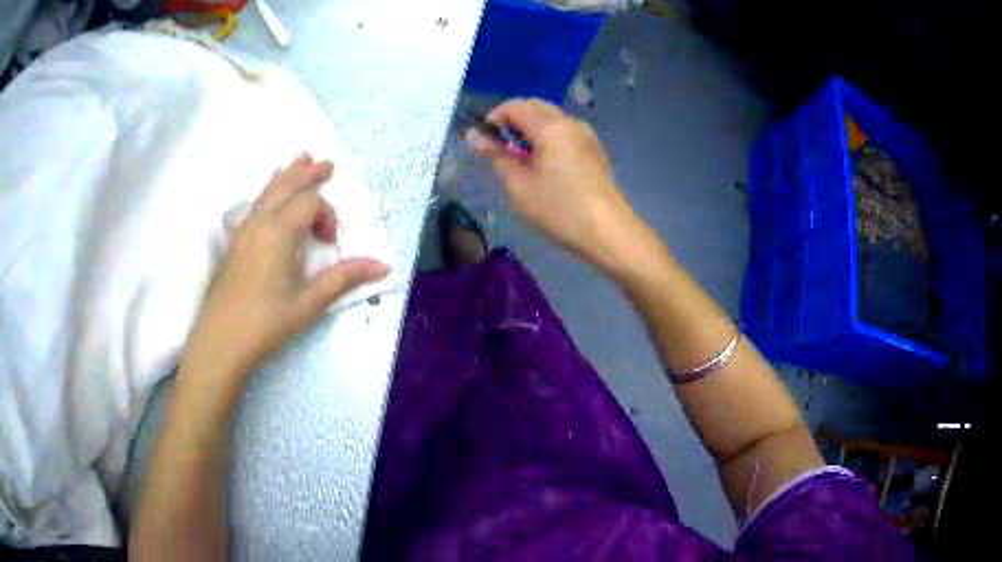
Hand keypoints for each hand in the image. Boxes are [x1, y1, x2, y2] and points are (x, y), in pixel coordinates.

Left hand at [181, 152, 389, 383]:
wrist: (218, 344)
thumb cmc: (264, 325)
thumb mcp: (307, 305)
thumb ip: (342, 279)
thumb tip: (382, 265)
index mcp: (277, 233)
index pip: (309, 203)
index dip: (327, 215)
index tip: (330, 243)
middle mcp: (258, 223)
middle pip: (286, 185)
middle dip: (309, 173)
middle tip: (328, 164)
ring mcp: (241, 231)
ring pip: (267, 192)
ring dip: (287, 175)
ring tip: (300, 159)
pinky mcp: (232, 244)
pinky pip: (254, 205)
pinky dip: (268, 192)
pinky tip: (269, 198)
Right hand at [466, 98, 648, 274]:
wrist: (609, 232)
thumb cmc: (560, 210)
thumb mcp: (519, 186)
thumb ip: (497, 156)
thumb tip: (477, 137)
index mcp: (551, 127)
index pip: (515, 106)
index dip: (493, 118)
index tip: (482, 141)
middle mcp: (571, 123)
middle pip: (535, 107)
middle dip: (512, 121)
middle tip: (499, 149)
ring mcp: (587, 136)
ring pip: (552, 119)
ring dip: (530, 129)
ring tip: (521, 160)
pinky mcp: (595, 150)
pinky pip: (565, 132)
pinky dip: (548, 138)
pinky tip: (545, 166)